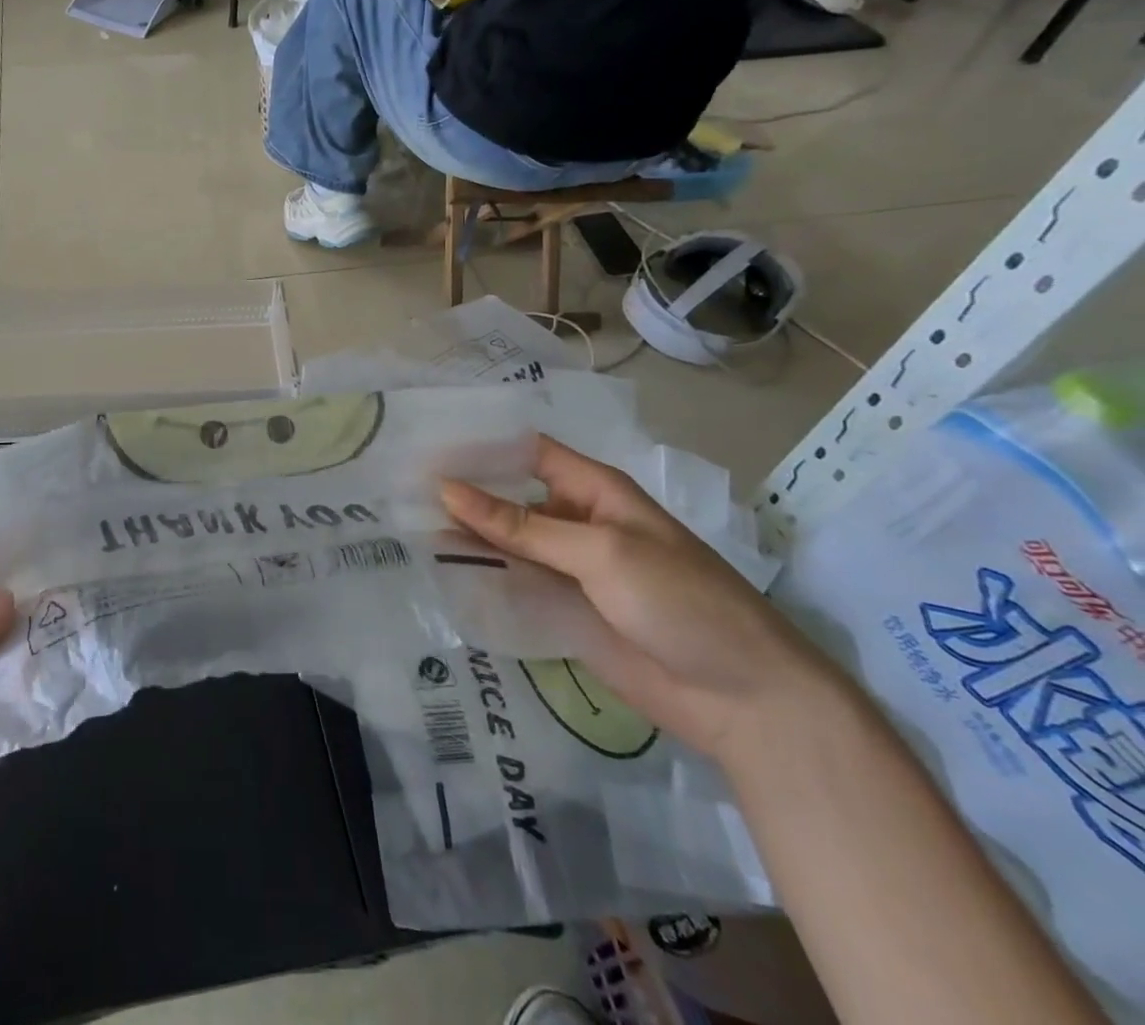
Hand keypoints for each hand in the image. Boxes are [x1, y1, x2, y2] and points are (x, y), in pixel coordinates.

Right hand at [441, 437, 844, 769]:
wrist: (745, 701)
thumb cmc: (681, 602)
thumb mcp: (600, 552)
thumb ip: (521, 525)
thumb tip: (446, 489)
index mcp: (593, 491)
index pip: (526, 451)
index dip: (479, 445)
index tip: (424, 444)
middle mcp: (575, 523)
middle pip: (508, 499)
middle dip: (462, 494)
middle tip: (399, 488)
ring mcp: (568, 570)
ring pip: (505, 544)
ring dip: (465, 538)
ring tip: (404, 526)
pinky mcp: (563, 612)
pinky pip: (513, 587)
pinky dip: (480, 579)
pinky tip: (437, 572)